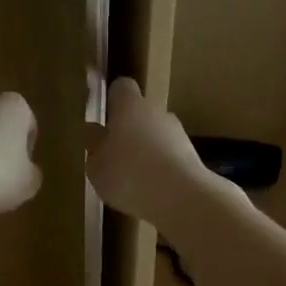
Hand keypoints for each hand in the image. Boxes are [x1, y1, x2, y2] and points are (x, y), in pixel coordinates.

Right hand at [85, 78, 212, 225]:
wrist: (181, 197)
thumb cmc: (128, 174)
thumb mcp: (96, 165)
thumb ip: (94, 146)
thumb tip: (94, 132)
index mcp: (129, 105)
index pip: (121, 87)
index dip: (112, 99)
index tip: (103, 115)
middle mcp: (156, 111)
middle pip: (140, 112)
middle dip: (128, 128)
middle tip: (112, 152)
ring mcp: (178, 132)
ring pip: (156, 134)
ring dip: (145, 149)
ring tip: (131, 176)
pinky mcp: (192, 156)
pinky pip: (169, 156)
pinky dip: (160, 167)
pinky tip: (149, 189)